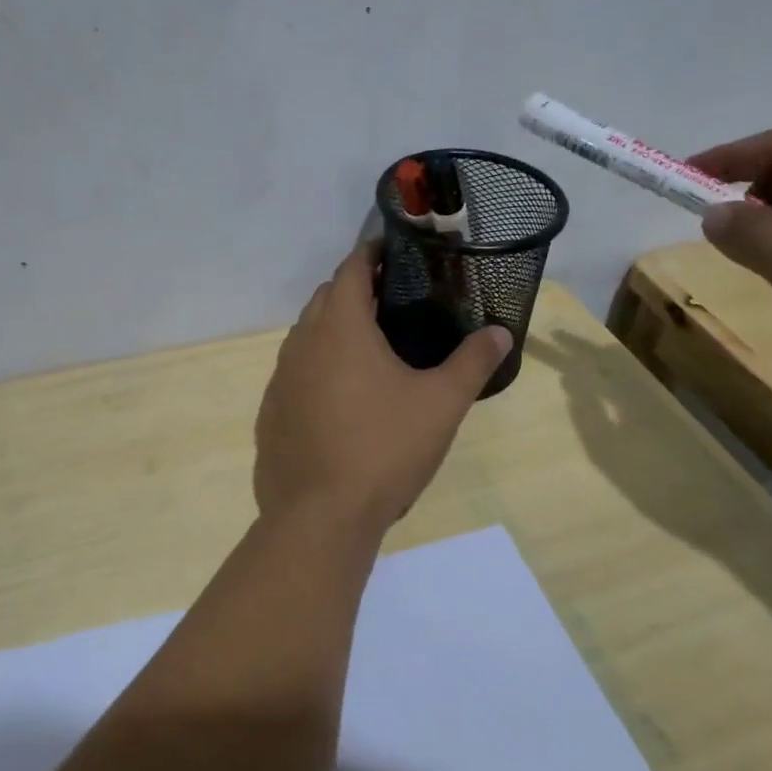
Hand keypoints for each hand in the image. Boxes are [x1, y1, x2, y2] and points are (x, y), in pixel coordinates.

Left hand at [255, 245, 512, 533]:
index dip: (372, 254)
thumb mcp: (441, 405)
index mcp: (340, 328)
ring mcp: (280, 380)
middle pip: (326, 299)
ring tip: (369, 348)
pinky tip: (341, 398)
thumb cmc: (384, 449)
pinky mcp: (271, 414)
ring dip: (333, 329)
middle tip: (393, 302)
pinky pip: (295, 373)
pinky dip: (317, 368)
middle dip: (355, 290)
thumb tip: (500, 333)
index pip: (351, 269)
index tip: (395, 253)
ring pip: (306, 336)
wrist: (320, 517)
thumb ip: (472, 363)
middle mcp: (301, 344)